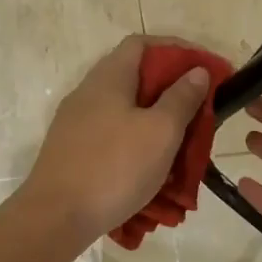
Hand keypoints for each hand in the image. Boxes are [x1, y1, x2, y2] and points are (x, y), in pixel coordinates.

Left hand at [23, 36, 211, 246]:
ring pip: (126, 110)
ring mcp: (77, 123)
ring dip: (157, 121)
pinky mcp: (74, 151)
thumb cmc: (115, 167)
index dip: (177, 49)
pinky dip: (139, 143)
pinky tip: (154, 167)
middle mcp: (89, 93)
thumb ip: (181, 98)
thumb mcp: (161, 131)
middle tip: (201, 110)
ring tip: (184, 143)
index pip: (143, 44)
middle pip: (135, 77)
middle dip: (172, 91)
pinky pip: (114, 136)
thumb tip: (196, 71)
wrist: (56, 218)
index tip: (205, 68)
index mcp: (109, 78)